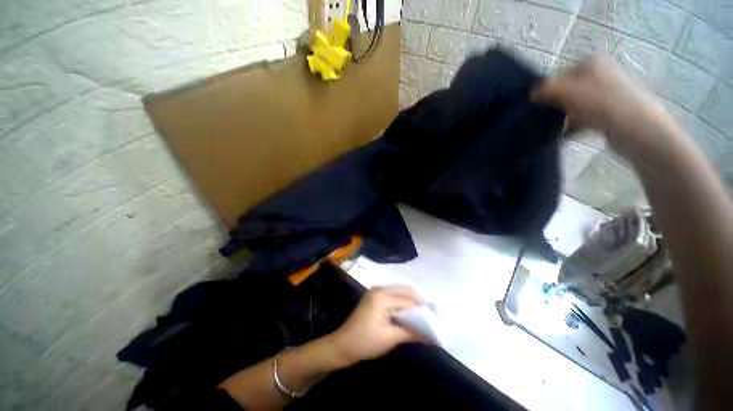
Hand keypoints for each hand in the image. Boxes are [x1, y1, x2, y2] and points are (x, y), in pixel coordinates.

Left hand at [329, 286, 425, 365]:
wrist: (342, 345)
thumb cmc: (365, 342)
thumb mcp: (390, 338)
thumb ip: (411, 333)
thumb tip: (431, 335)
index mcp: (382, 296)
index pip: (407, 301)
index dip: (422, 311)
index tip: (435, 320)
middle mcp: (380, 289)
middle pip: (405, 290)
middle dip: (418, 302)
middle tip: (429, 317)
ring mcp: (376, 291)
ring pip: (400, 291)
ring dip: (411, 302)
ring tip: (421, 316)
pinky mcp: (374, 296)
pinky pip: (393, 295)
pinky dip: (403, 303)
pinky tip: (408, 314)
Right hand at [532, 55, 680, 158]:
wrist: (635, 127)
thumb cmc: (600, 102)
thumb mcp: (566, 90)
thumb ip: (545, 89)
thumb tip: (532, 94)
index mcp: (592, 62)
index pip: (560, 74)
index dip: (548, 89)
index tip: (539, 104)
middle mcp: (602, 74)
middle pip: (569, 90)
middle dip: (556, 103)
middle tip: (545, 116)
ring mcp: (608, 94)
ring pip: (576, 105)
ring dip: (564, 116)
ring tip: (554, 127)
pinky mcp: (611, 113)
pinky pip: (585, 118)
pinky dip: (574, 127)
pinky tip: (564, 136)